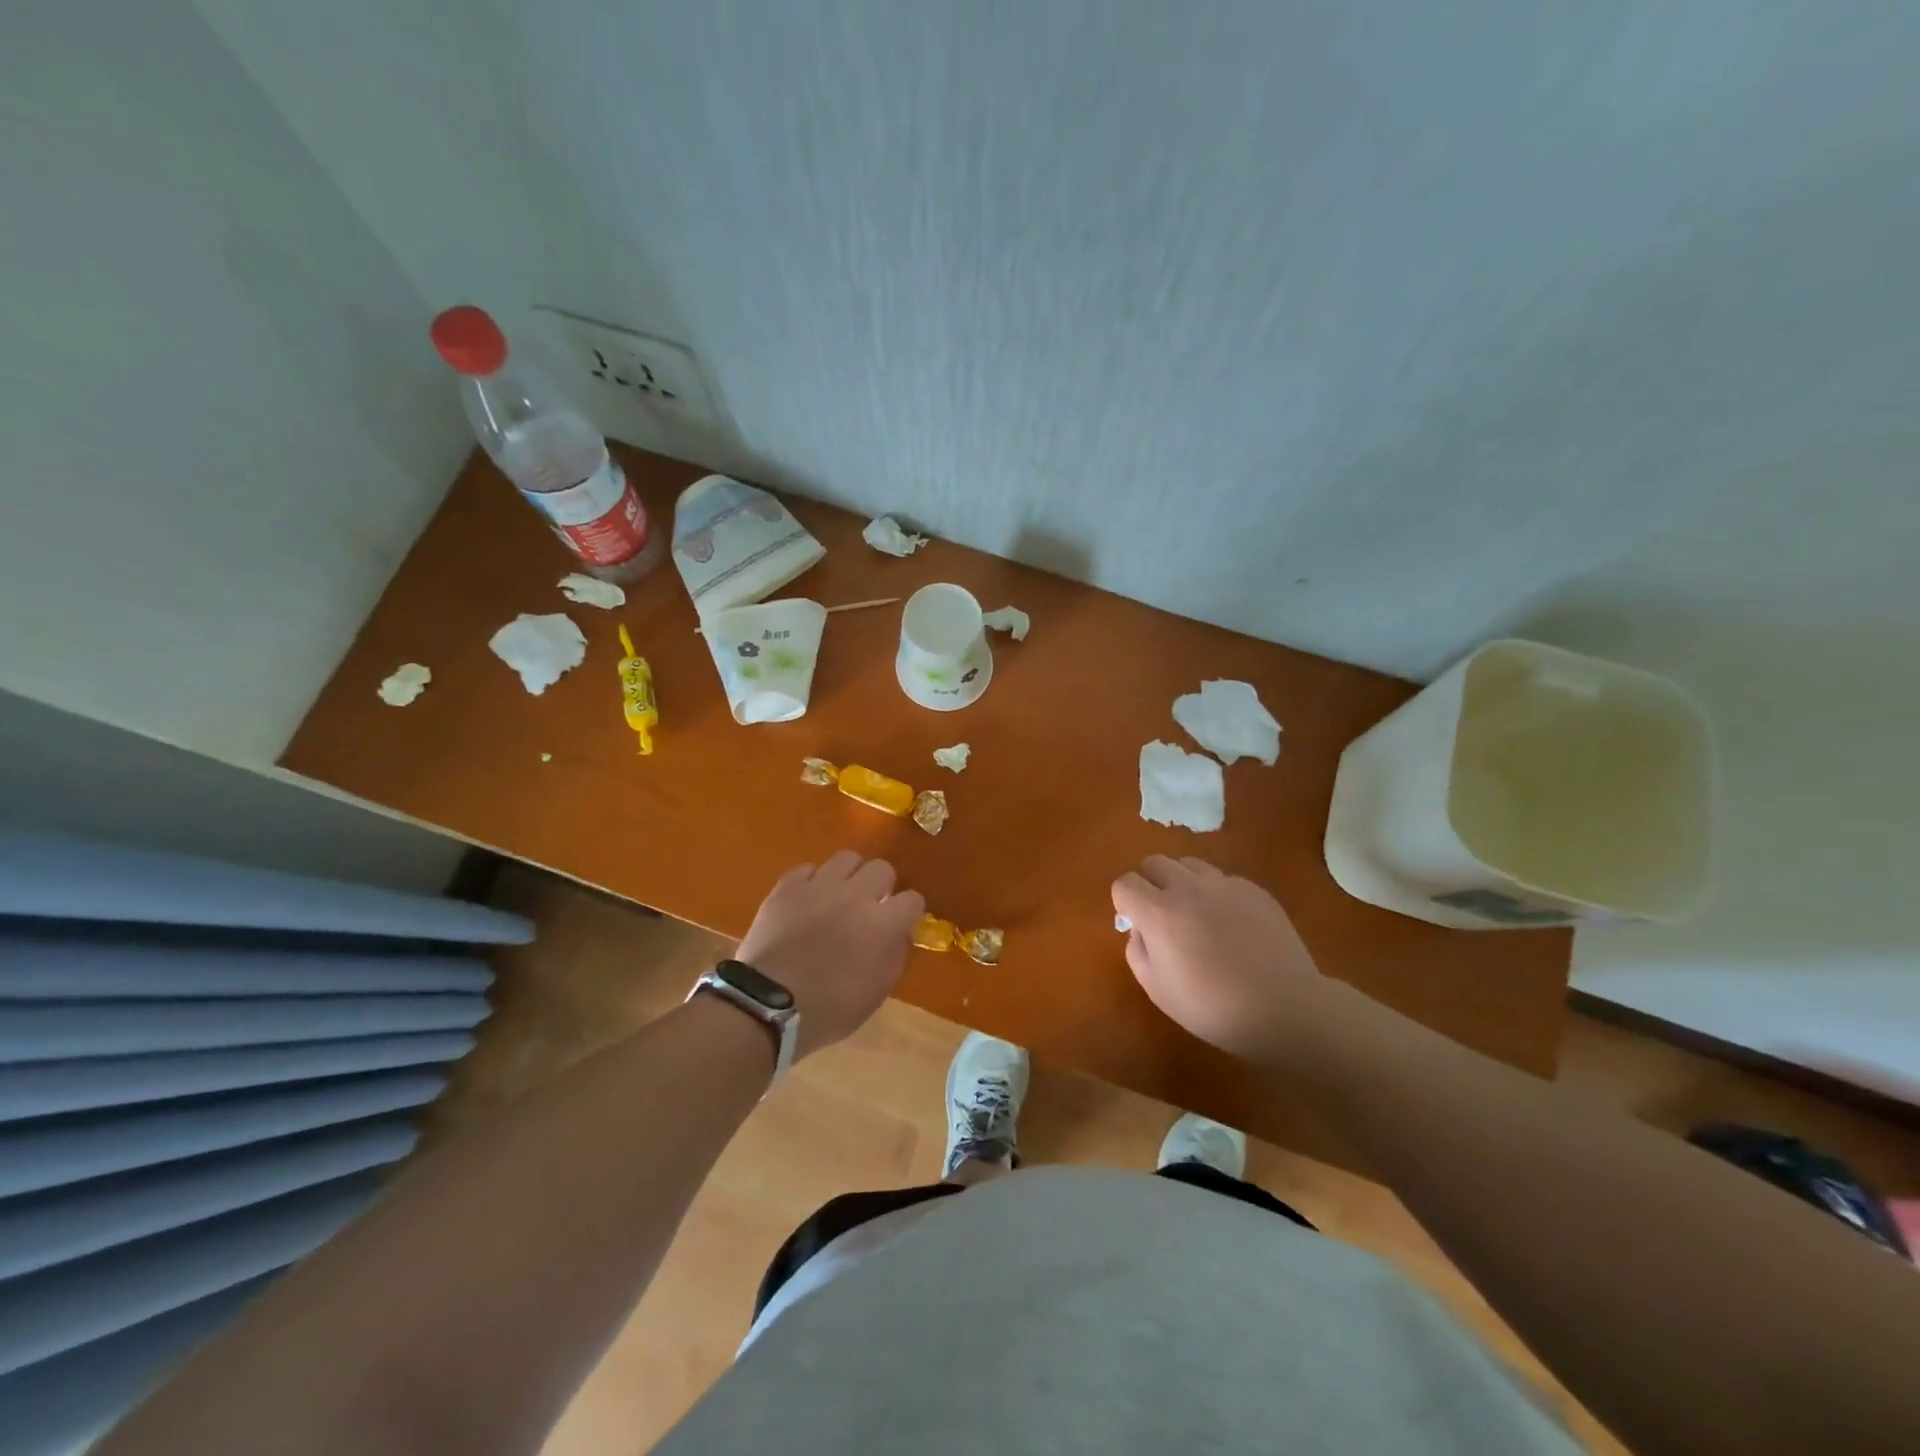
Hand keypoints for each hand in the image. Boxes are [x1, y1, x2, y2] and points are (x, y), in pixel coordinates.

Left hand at [736, 851, 924, 1058]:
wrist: (766, 1005)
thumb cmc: (828, 1009)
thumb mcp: (875, 994)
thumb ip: (894, 958)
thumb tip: (899, 935)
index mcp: (882, 924)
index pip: (912, 900)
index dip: (910, 911)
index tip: (902, 923)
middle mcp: (855, 895)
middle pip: (882, 868)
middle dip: (882, 885)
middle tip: (872, 905)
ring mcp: (819, 887)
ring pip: (846, 858)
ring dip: (850, 875)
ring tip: (841, 894)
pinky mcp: (787, 887)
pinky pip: (808, 869)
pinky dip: (813, 881)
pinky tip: (809, 898)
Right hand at [1112, 855, 1331, 1063]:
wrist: (1284, 1008)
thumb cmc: (1212, 1007)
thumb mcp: (1157, 989)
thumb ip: (1137, 950)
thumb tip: (1141, 928)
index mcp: (1159, 912)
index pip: (1124, 884)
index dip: (1125, 902)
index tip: (1136, 923)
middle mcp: (1188, 888)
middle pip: (1154, 862)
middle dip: (1150, 883)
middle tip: (1163, 915)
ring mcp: (1224, 884)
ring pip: (1189, 864)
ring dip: (1182, 882)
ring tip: (1196, 914)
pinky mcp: (1254, 890)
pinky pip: (1223, 879)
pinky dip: (1216, 894)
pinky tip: (1232, 926)